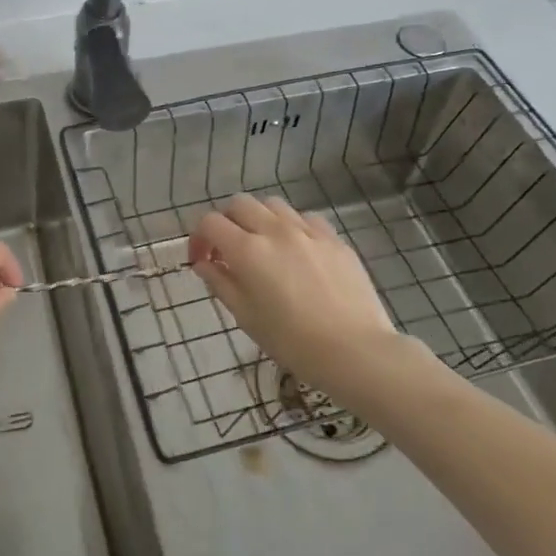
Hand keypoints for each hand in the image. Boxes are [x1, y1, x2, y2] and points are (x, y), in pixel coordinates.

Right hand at [188, 193, 401, 392]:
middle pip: (239, 203)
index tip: (203, 261)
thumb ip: (220, 283)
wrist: (356, 352)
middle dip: (227, 221)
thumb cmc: (292, 342)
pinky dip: (292, 227)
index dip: (199, 238)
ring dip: (259, 219)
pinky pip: (305, 218)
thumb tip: (204, 264)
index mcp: (248, 251)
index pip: (210, 223)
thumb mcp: (246, 317)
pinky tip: (298, 250)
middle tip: (230, 250)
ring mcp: (308, 231)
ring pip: (272, 204)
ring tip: (264, 246)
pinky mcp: (334, 238)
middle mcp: (275, 231)